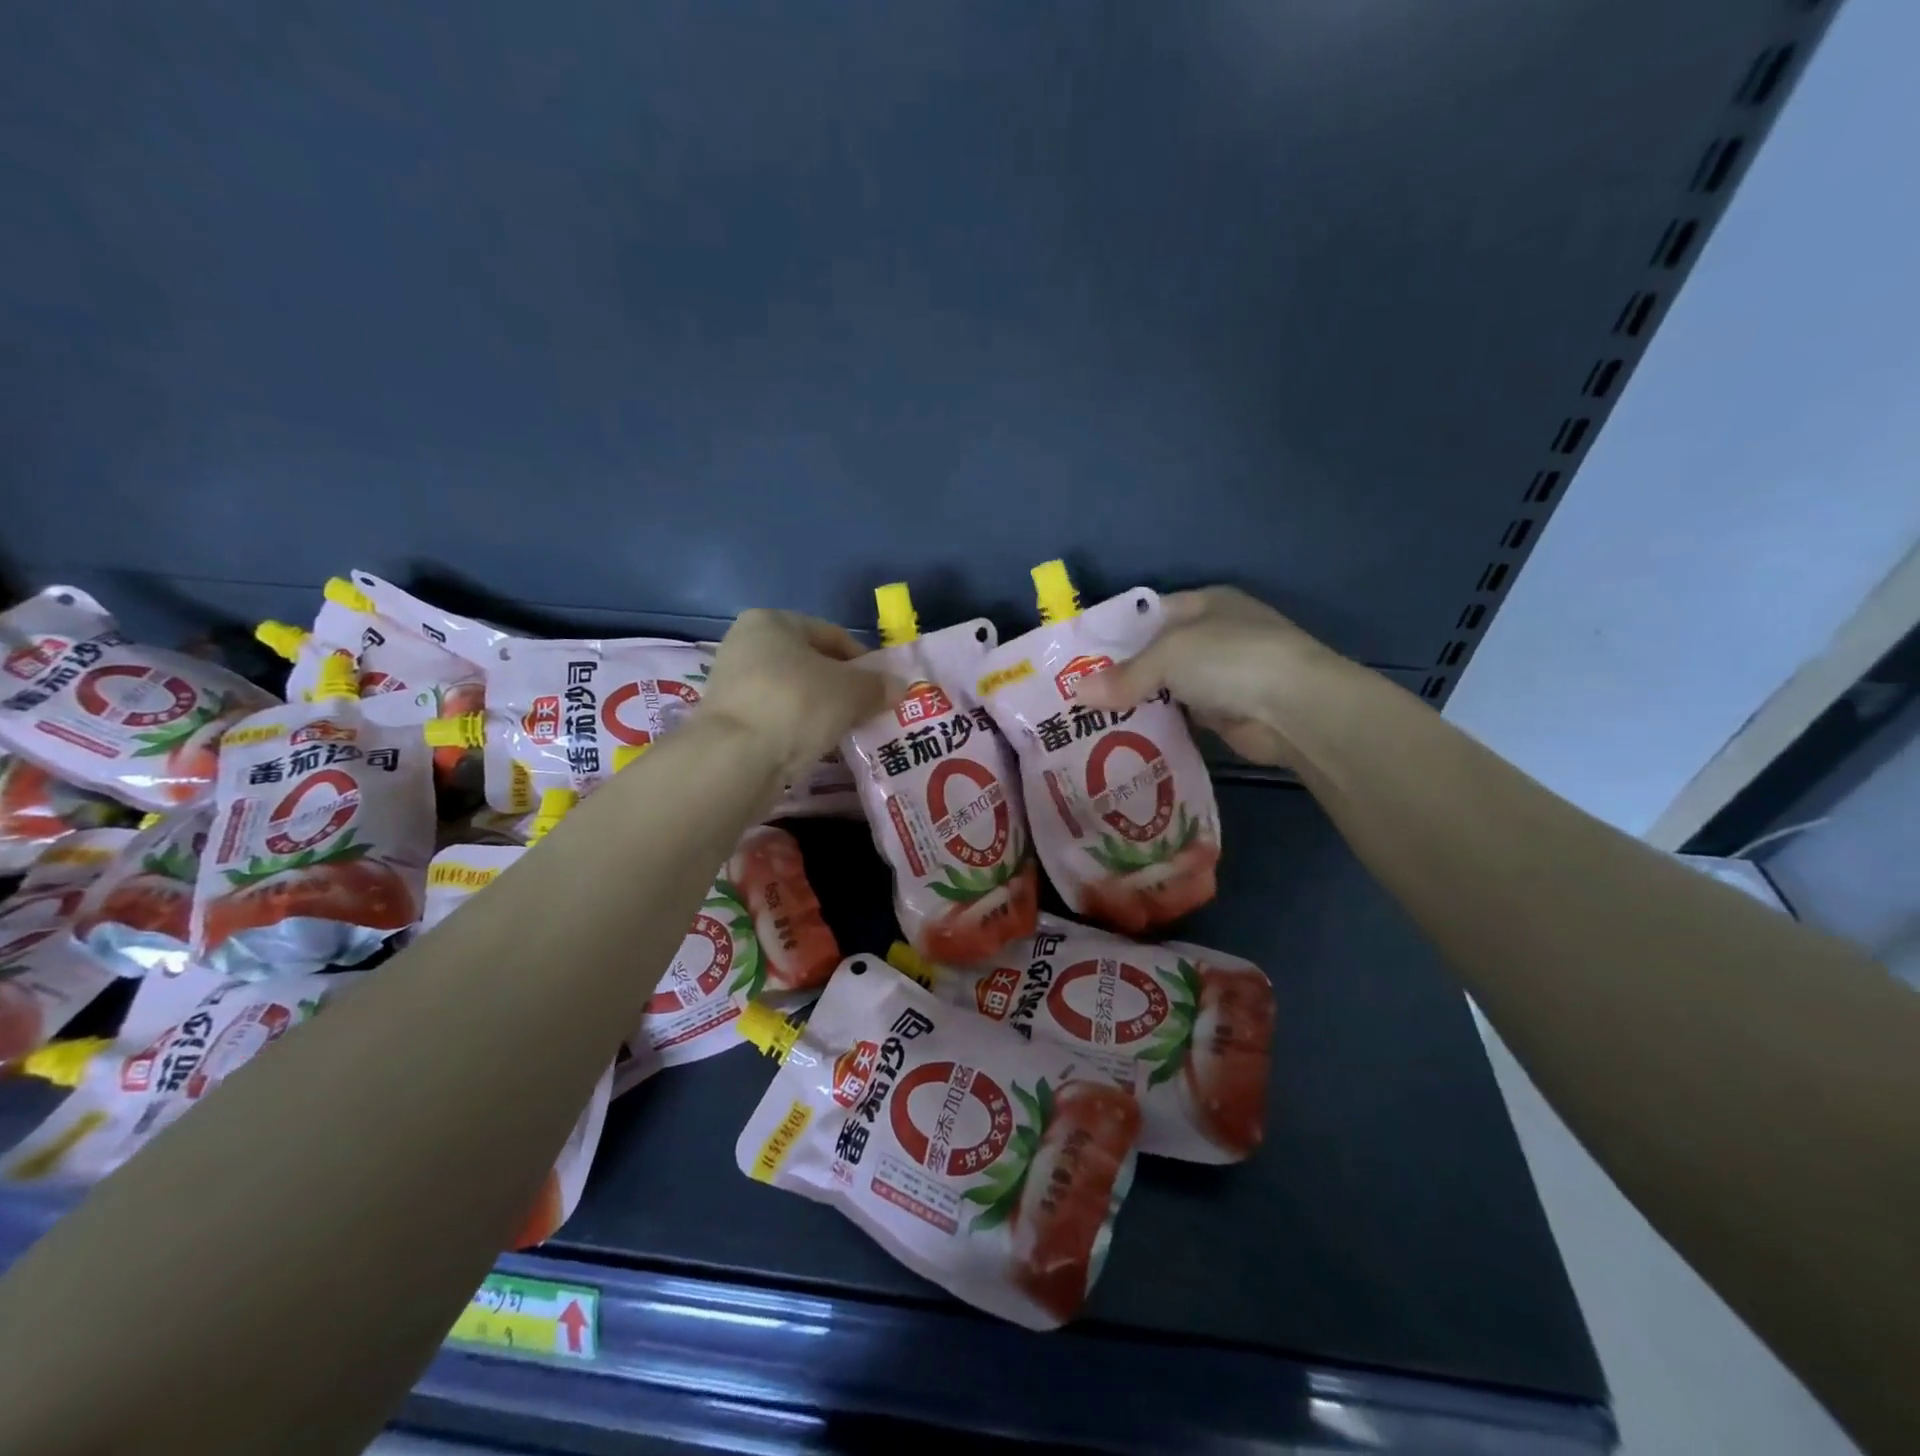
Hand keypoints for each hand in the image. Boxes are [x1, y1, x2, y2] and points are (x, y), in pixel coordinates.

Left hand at [699, 610, 900, 783]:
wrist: (736, 758)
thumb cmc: (797, 704)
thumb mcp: (851, 691)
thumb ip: (877, 686)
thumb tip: (898, 687)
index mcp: (771, 621)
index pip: (832, 635)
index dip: (864, 661)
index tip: (884, 687)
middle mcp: (746, 645)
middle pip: (811, 664)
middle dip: (843, 688)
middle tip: (869, 711)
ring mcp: (734, 684)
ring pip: (795, 693)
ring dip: (823, 710)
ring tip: (847, 732)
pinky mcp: (729, 721)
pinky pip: (778, 719)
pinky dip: (800, 729)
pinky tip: (817, 747)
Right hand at [1072, 587, 1348, 765]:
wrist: (1295, 708)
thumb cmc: (1230, 659)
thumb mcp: (1169, 655)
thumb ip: (1124, 675)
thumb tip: (1078, 694)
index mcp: (1203, 604)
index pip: (1147, 614)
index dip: (1113, 633)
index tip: (1077, 657)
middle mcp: (1212, 636)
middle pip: (1153, 654)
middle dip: (1119, 673)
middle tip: (1075, 695)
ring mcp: (1221, 676)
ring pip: (1164, 688)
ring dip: (1135, 703)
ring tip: (1088, 720)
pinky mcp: (1224, 713)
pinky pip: (1178, 717)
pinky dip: (1155, 725)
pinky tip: (1122, 737)